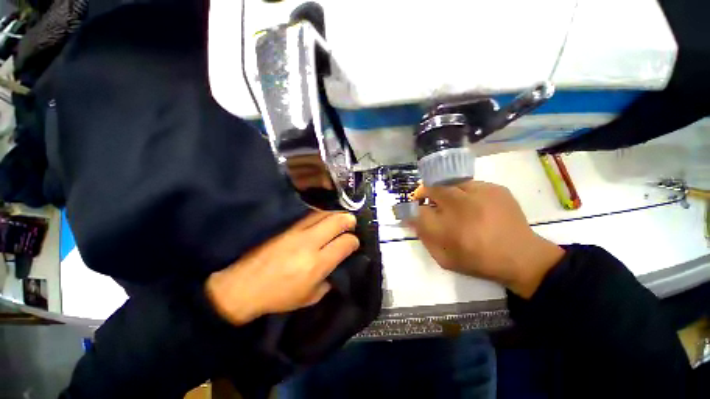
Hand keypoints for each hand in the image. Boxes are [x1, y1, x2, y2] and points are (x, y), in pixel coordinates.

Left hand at [206, 211, 358, 325]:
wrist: (244, 286)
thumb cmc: (278, 296)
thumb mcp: (309, 298)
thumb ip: (328, 281)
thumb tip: (338, 266)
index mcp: (317, 264)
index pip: (345, 243)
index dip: (354, 241)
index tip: (354, 243)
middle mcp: (310, 243)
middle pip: (337, 221)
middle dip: (349, 220)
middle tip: (352, 223)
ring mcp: (297, 232)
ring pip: (323, 213)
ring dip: (335, 214)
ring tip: (339, 218)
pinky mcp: (287, 227)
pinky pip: (309, 215)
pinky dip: (321, 214)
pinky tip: (323, 218)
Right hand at [409, 181, 563, 298]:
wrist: (522, 258)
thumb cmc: (478, 261)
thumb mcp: (444, 258)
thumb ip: (425, 238)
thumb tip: (412, 219)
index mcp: (448, 230)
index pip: (418, 211)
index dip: (413, 209)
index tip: (414, 209)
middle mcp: (461, 208)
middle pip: (432, 189)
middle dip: (425, 193)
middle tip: (426, 200)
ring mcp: (480, 194)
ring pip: (450, 183)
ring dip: (444, 192)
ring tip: (450, 202)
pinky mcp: (495, 189)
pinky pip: (470, 184)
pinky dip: (464, 192)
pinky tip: (471, 203)